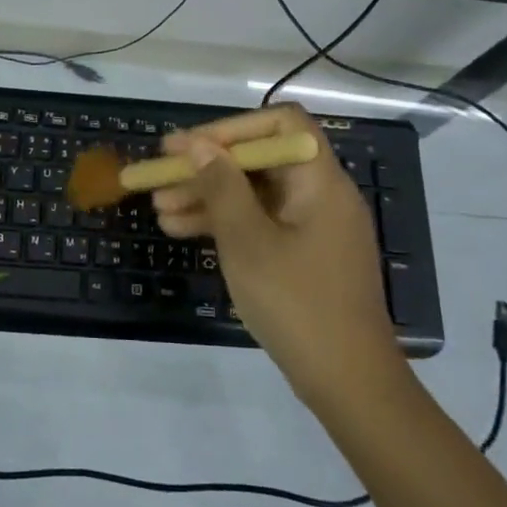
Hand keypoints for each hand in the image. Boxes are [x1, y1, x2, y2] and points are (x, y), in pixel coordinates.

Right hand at [154, 105, 399, 405]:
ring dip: (207, 196)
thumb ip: (221, 186)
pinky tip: (182, 231)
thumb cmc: (296, 302)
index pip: (282, 124)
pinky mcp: (303, 255)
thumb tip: (197, 144)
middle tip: (159, 177)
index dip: (232, 128)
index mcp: (319, 181)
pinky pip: (260, 223)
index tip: (190, 146)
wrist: (348, 382)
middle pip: (260, 161)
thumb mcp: (247, 241)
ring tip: (159, 209)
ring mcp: (312, 227)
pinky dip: (225, 223)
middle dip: (207, 167)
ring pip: (254, 194)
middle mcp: (320, 195)